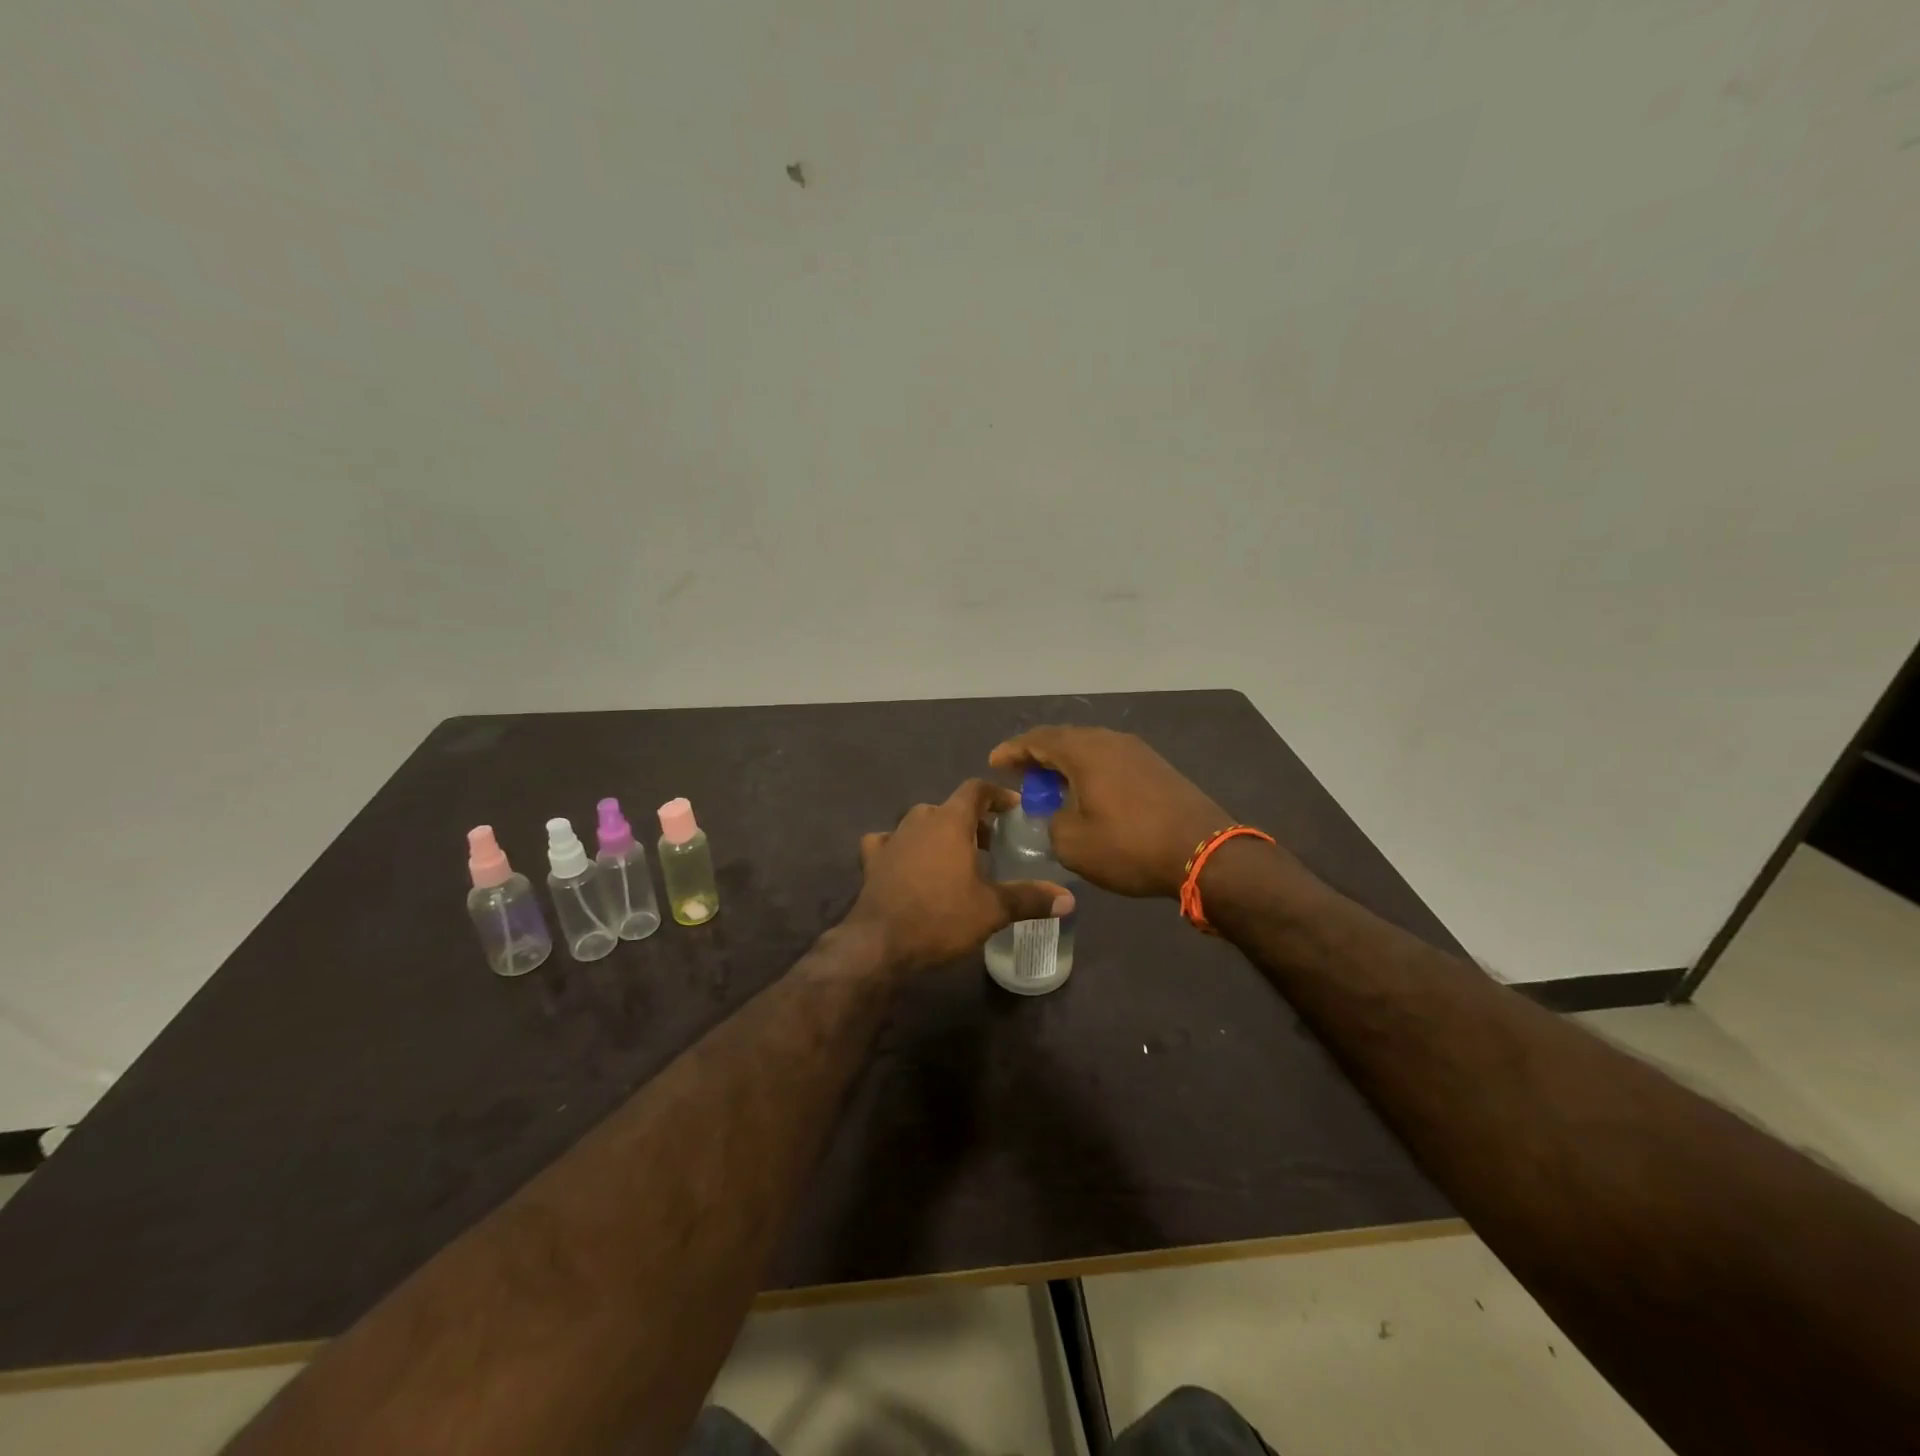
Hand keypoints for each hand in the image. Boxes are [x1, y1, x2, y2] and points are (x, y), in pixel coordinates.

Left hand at [847, 779, 1074, 971]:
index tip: (1013, 809)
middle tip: (991, 845)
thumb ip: (1030, 899)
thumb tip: (1069, 899)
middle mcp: (919, 820)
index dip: (996, 795)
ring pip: (920, 823)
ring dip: (939, 833)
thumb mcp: (992, 910)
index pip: (975, 789)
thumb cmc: (941, 918)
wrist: (880, 943)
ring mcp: (891, 838)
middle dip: (972, 821)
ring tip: (956, 858)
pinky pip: (888, 842)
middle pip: (949, 808)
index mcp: (950, 821)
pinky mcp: (872, 860)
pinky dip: (901, 847)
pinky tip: (906, 863)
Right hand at [989, 726, 1233, 897]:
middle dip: (1039, 756)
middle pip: (1065, 739)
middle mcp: (1110, 740)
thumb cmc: (1130, 846)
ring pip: (1090, 749)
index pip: (1038, 740)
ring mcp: (1138, 752)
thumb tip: (1057, 815)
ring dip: (1066, 765)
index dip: (1013, 751)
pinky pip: (1111, 761)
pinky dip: (1090, 772)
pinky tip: (1088, 794)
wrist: (1205, 853)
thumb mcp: (1072, 843)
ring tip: (1051, 786)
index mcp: (1085, 750)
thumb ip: (1051, 822)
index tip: (994, 762)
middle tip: (1021, 775)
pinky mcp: (1157, 768)